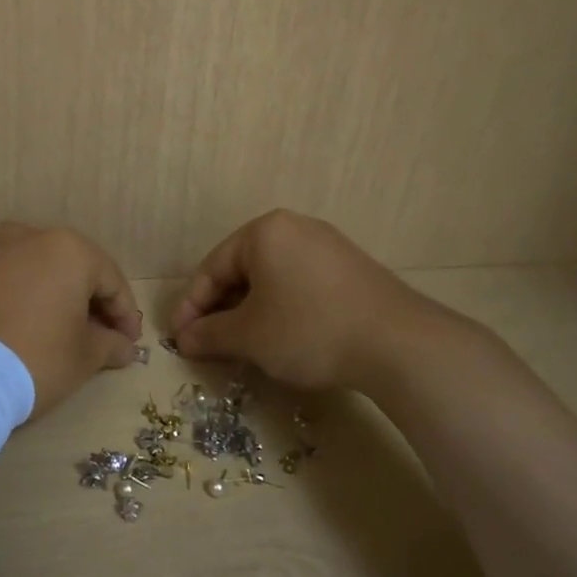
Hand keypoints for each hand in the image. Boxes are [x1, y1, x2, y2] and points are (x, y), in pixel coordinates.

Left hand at [0, 222, 142, 417]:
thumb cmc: (32, 360)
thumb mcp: (83, 359)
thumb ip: (110, 345)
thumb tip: (125, 345)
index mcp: (67, 250)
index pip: (109, 279)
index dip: (124, 313)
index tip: (128, 342)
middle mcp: (24, 234)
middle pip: (64, 266)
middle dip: (79, 297)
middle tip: (88, 333)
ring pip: (19, 264)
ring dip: (34, 288)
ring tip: (36, 322)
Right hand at [170, 210, 473, 391]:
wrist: (398, 343)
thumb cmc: (308, 329)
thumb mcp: (249, 336)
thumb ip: (209, 334)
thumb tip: (183, 339)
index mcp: (264, 232)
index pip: (212, 268)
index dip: (191, 307)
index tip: (178, 339)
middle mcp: (295, 228)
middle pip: (242, 270)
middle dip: (221, 310)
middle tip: (208, 345)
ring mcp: (328, 247)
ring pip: (272, 280)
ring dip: (250, 313)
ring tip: (242, 347)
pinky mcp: (351, 270)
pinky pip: (300, 285)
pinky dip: (281, 310)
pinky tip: (283, 339)